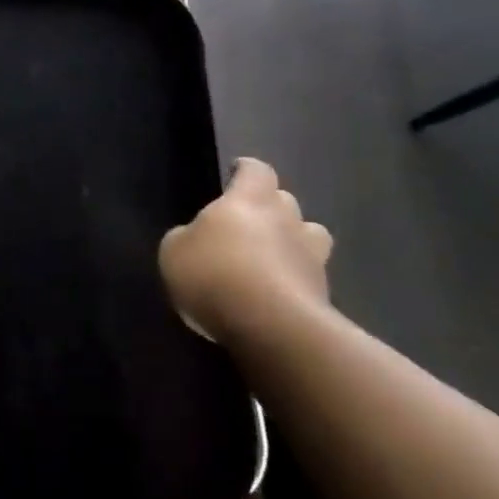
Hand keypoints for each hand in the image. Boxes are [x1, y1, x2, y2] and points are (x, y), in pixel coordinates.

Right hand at [159, 158, 332, 344]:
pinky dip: (296, 281)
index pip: (256, 170)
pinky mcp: (324, 294)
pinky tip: (277, 297)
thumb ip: (187, 236)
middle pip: (284, 200)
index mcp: (250, 200)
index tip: (234, 175)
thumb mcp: (174, 251)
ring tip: (272, 259)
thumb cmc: (214, 275)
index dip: (246, 171)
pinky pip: (309, 277)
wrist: (271, 328)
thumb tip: (197, 238)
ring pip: (309, 236)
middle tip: (247, 225)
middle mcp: (286, 219)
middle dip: (269, 208)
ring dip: (293, 242)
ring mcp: (311, 256)